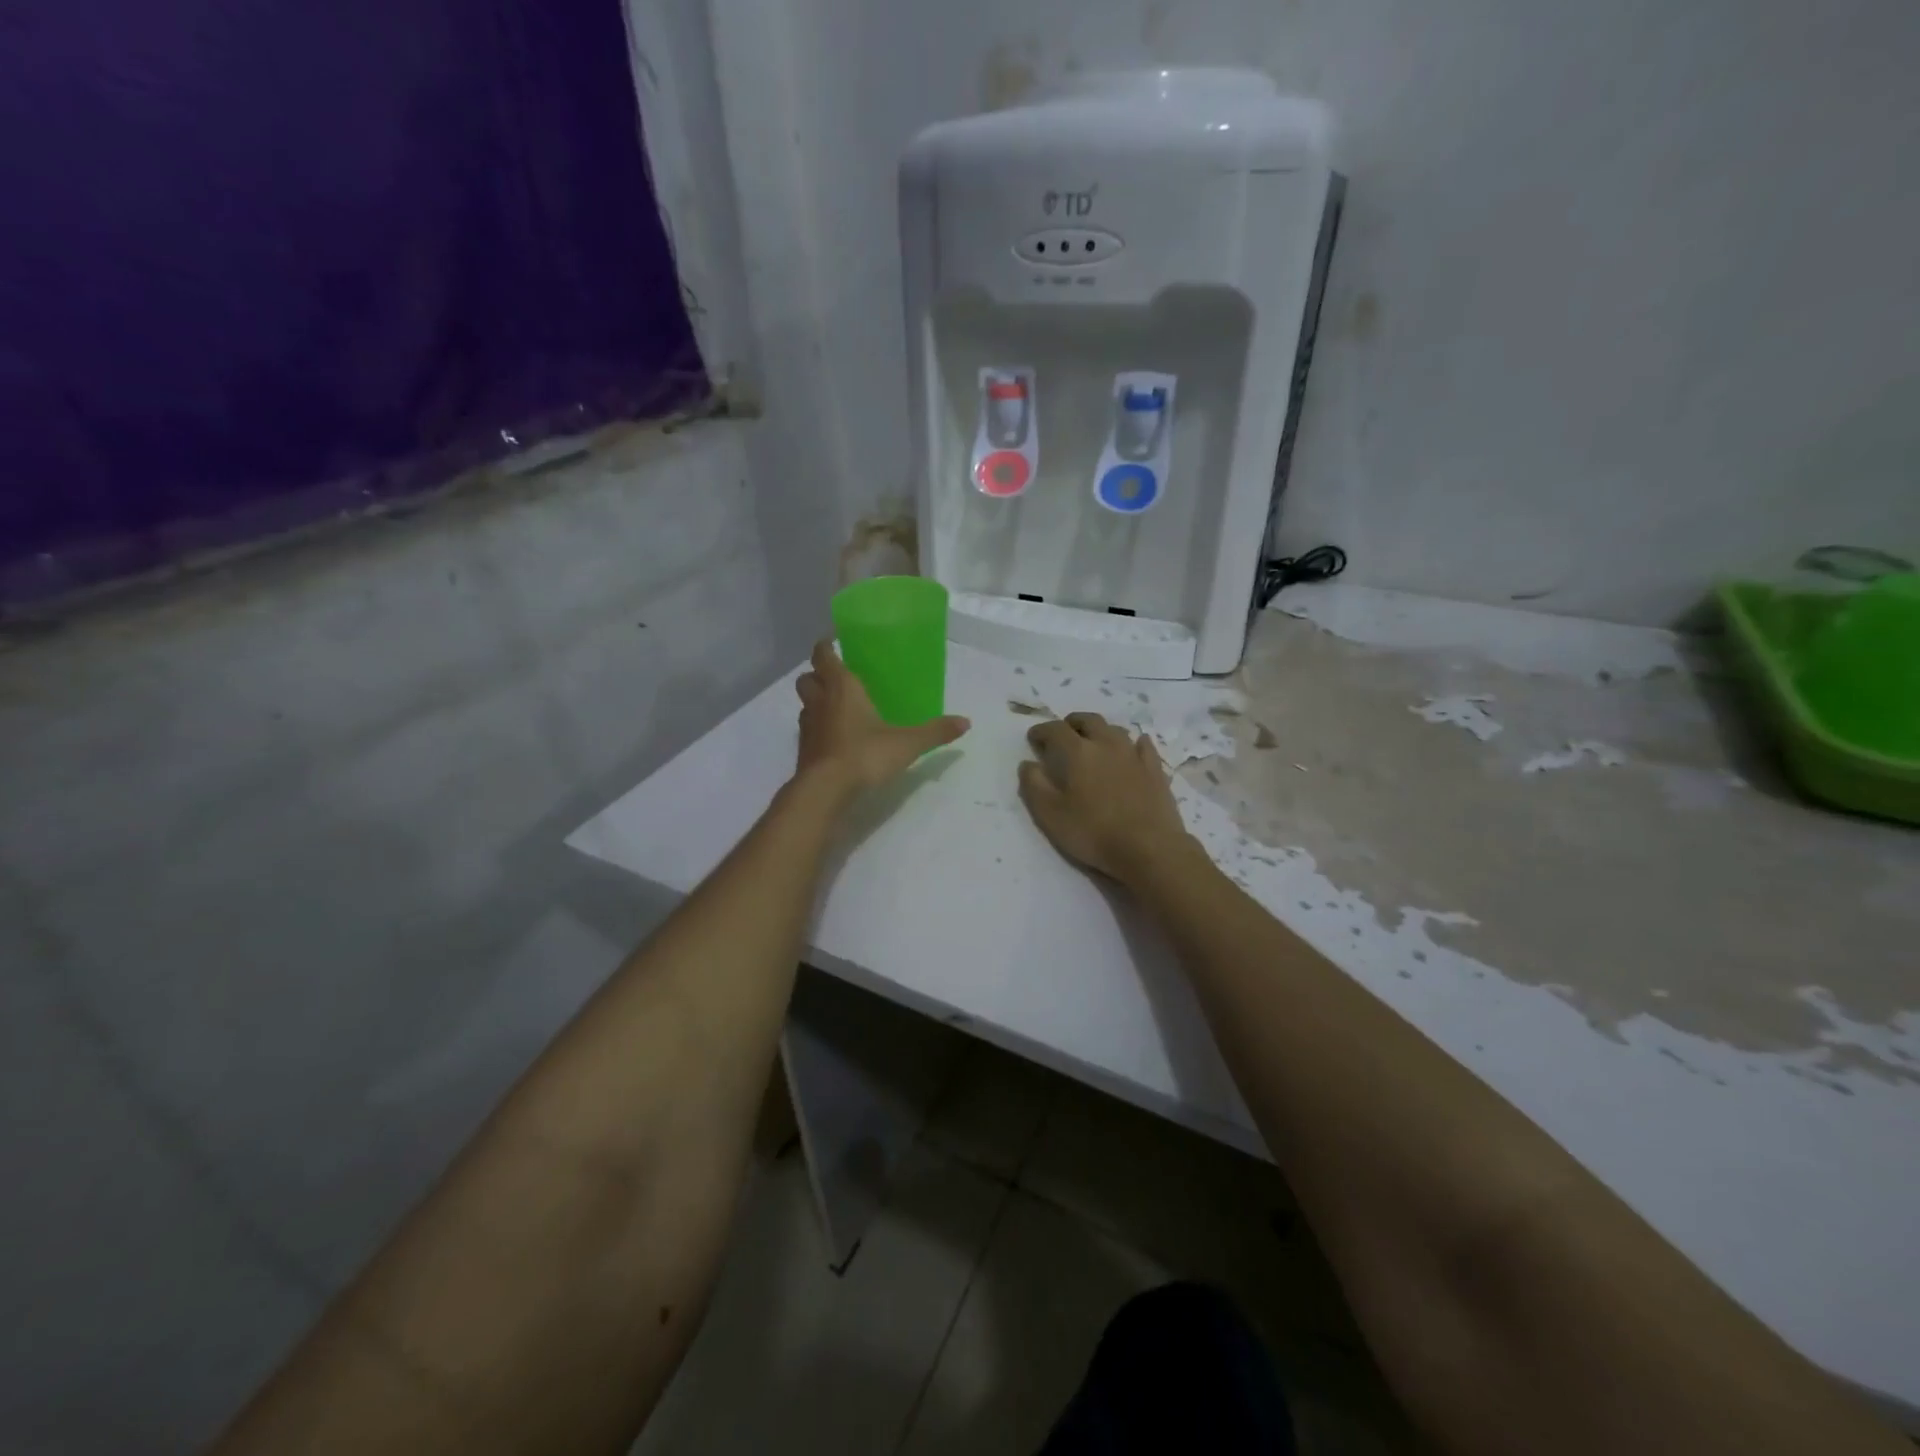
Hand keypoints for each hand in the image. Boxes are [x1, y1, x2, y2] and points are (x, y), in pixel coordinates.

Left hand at [795, 639, 969, 793]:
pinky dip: (818, 729)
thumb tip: (966, 722)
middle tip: (837, 679)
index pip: (823, 655)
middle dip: (817, 675)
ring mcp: (807, 727)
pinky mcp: (803, 750)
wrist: (826, 790)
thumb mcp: (907, 743)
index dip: (826, 647)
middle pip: (806, 678)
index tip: (834, 643)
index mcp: (842, 687)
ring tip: (838, 709)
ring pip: (806, 704)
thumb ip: (935, 731)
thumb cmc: (864, 754)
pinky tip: (836, 739)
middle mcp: (820, 701)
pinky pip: (808, 730)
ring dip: (816, 702)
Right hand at [1018, 713, 1196, 882]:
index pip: (1055, 730)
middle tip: (1064, 734)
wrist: (1149, 848)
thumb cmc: (1093, 832)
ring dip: (1100, 731)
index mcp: (1078, 752)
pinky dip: (1133, 742)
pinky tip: (1133, 748)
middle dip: (1072, 723)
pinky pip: (1143, 745)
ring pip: (1115, 730)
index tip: (1034, 738)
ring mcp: (1134, 755)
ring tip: (1093, 742)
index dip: (1041, 731)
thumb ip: (1034, 785)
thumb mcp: (1050, 815)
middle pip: (1088, 721)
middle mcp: (1106, 744)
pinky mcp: (1155, 770)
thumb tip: (1028, 764)